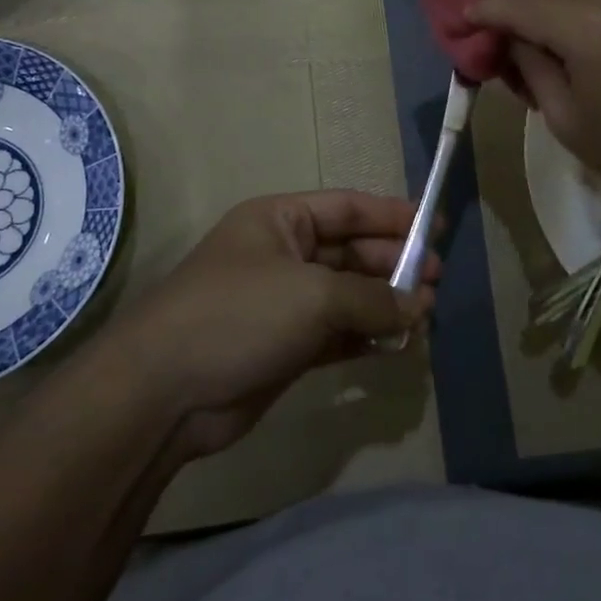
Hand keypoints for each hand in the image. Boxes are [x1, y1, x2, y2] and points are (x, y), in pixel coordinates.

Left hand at [107, 191, 438, 458]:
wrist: (164, 392)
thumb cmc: (240, 315)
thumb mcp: (313, 295)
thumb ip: (372, 299)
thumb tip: (420, 305)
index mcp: (280, 220)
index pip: (347, 208)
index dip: (392, 216)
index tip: (436, 228)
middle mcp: (282, 254)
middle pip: (350, 251)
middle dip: (392, 264)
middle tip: (437, 281)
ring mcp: (282, 303)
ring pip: (346, 295)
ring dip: (383, 303)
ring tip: (425, 315)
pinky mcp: (284, 346)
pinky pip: (336, 332)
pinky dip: (365, 336)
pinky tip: (396, 344)